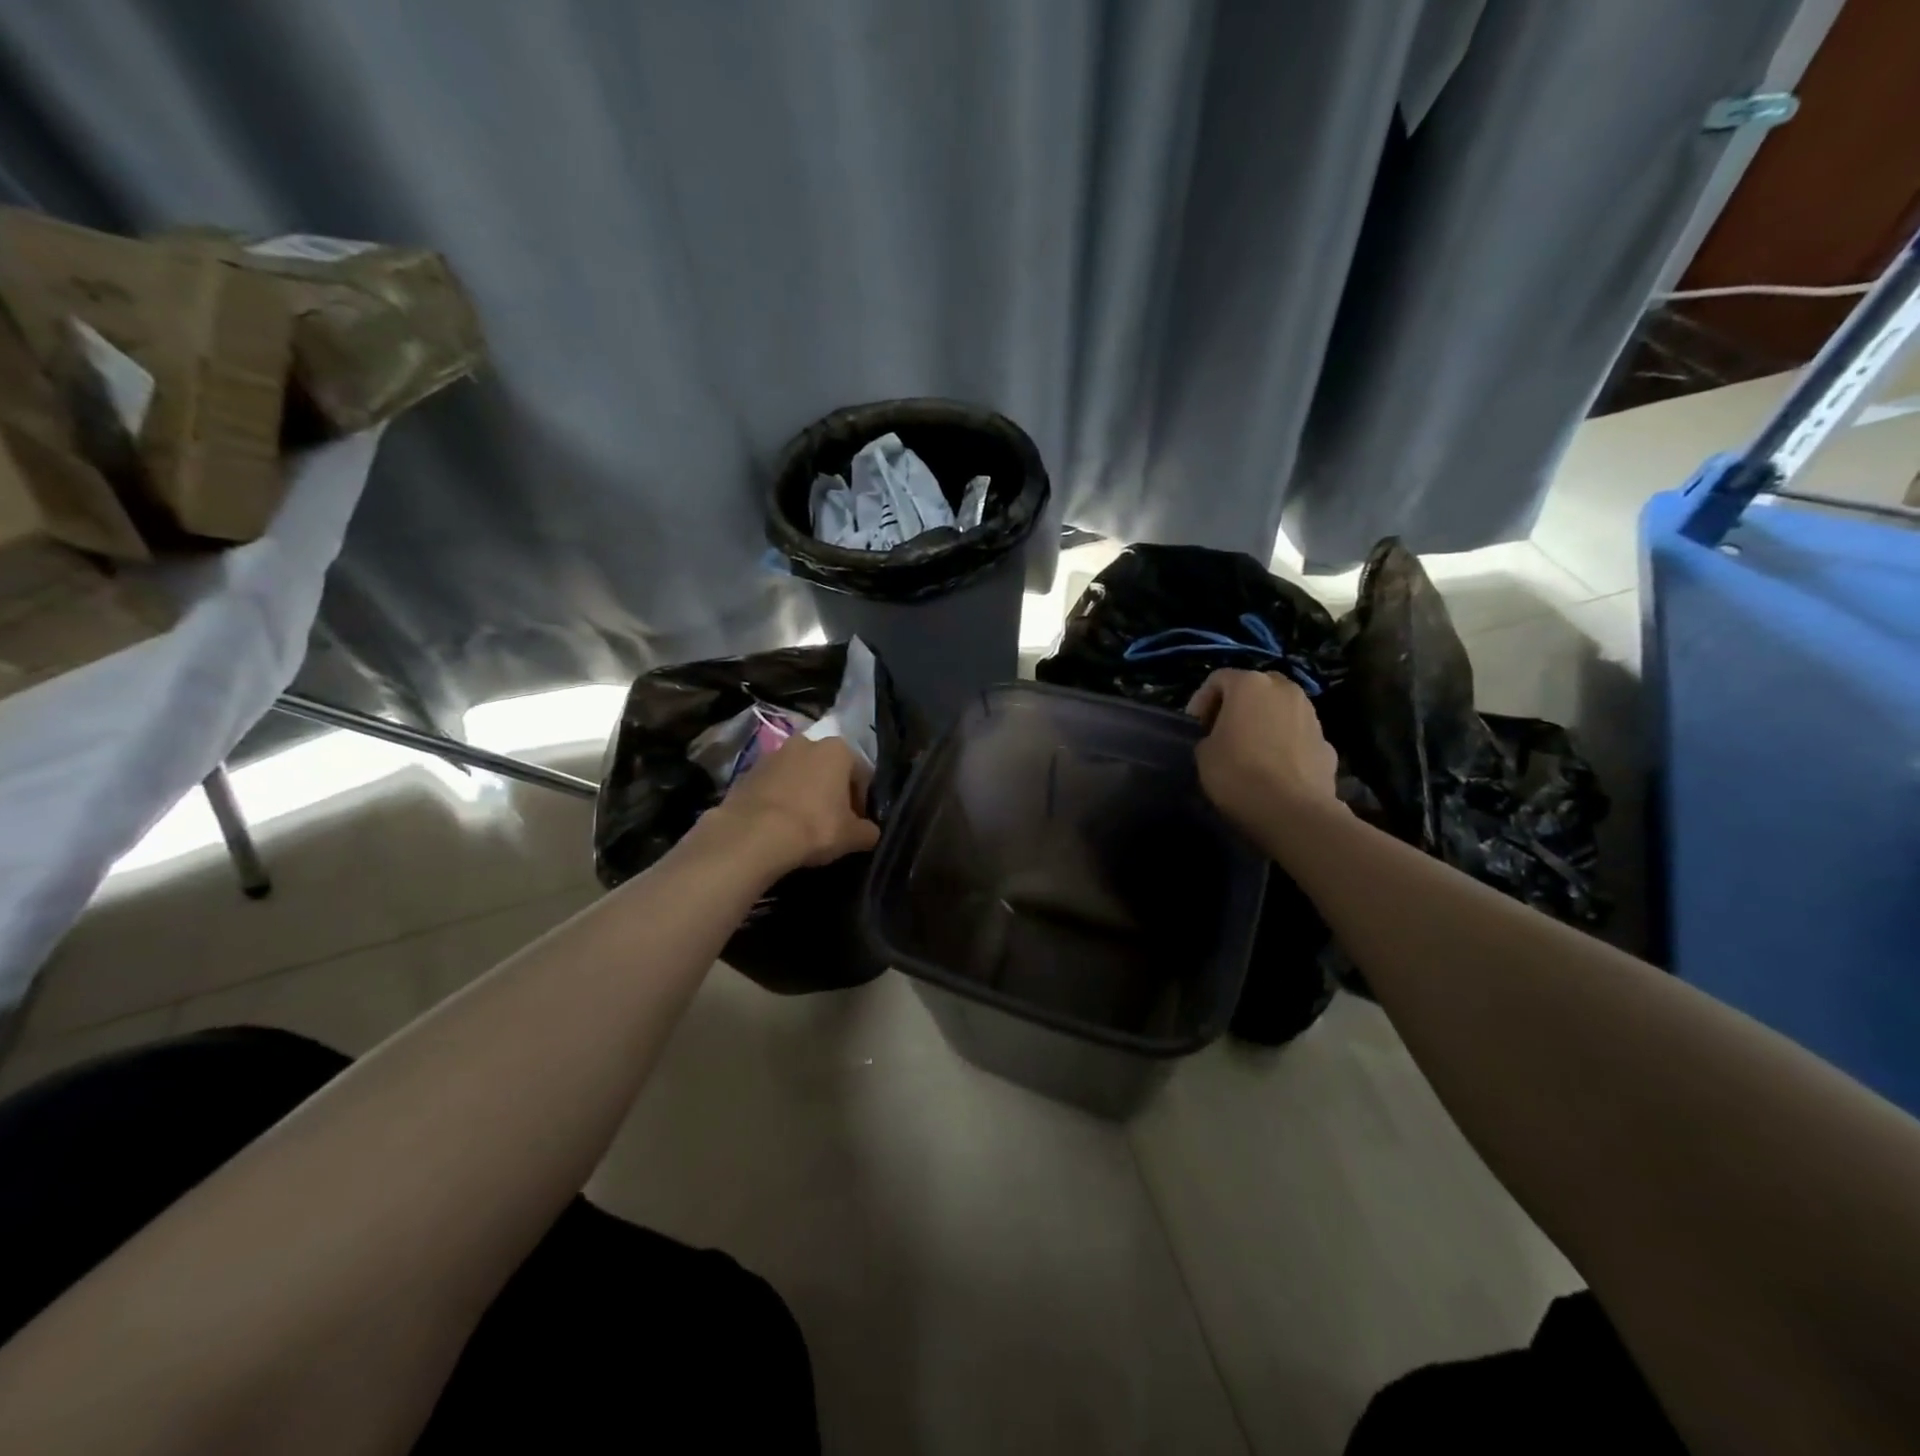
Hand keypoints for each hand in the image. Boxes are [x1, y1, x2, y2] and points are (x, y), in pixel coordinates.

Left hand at [707, 734, 880, 871]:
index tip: (857, 824)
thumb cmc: (814, 827)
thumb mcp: (853, 836)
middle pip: (828, 770)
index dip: (862, 802)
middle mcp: (807, 742)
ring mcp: (774, 754)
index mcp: (838, 750)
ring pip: (799, 775)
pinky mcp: (748, 771)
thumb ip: (868, 831)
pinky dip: (779, 799)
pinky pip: (773, 785)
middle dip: (831, 792)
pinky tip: (778, 825)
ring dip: (804, 793)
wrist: (754, 835)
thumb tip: (870, 832)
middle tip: (831, 823)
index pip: (861, 775)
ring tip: (802, 825)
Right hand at [1187, 669, 1338, 830]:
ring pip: (1282, 709)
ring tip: (1251, 751)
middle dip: (1238, 705)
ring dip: (1265, 722)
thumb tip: (1220, 739)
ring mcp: (1312, 715)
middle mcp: (1285, 690)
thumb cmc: (1237, 774)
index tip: (1195, 727)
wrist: (1292, 811)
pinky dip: (1285, 745)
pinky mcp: (1328, 744)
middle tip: (1223, 731)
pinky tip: (1275, 770)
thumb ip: (1210, 736)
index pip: (1218, 679)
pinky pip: (1298, 736)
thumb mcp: (1203, 753)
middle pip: (1256, 687)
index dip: (1201, 701)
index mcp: (1250, 684)